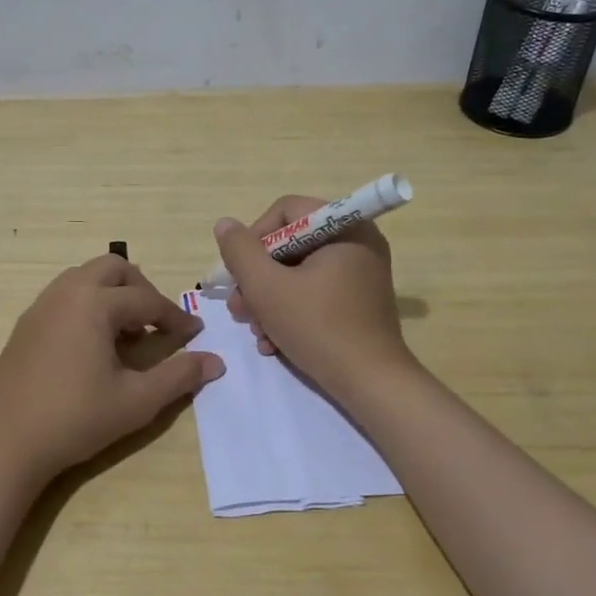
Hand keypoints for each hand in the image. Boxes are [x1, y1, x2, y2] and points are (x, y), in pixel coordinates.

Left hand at [0, 255, 223, 488]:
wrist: (6, 442)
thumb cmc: (76, 419)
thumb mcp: (137, 401)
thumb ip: (179, 376)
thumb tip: (216, 362)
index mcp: (94, 303)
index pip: (147, 300)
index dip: (176, 317)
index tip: (195, 334)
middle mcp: (66, 292)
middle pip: (114, 268)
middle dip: (142, 289)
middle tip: (156, 323)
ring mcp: (41, 305)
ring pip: (86, 276)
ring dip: (113, 293)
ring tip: (126, 333)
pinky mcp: (26, 323)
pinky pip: (65, 295)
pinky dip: (88, 304)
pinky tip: (93, 344)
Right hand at [214, 197, 412, 397]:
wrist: (371, 383)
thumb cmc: (318, 327)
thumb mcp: (267, 287)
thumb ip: (240, 252)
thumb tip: (225, 224)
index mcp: (344, 227)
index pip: (286, 212)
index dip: (254, 239)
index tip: (239, 274)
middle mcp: (357, 242)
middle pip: (290, 244)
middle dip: (258, 278)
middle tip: (239, 308)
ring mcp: (361, 273)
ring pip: (299, 273)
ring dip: (269, 300)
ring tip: (255, 331)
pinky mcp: (359, 301)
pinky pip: (316, 292)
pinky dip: (291, 312)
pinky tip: (273, 342)